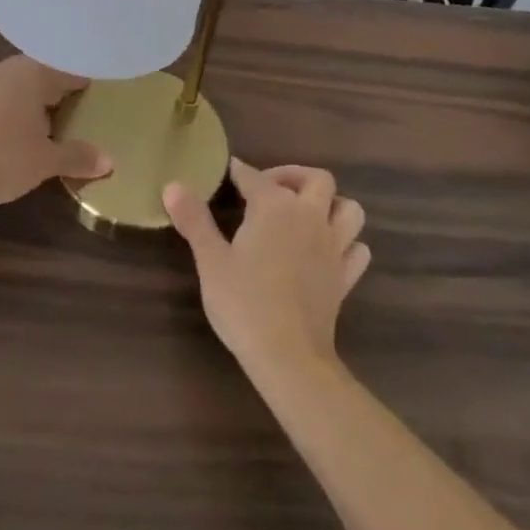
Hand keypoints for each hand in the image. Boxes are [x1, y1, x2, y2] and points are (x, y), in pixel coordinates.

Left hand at [0, 57, 107, 209]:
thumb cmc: (2, 157)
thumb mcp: (46, 160)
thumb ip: (78, 157)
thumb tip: (109, 162)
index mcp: (32, 72)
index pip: (68, 71)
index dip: (86, 84)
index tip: (103, 95)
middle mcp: (8, 69)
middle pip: (44, 75)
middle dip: (62, 93)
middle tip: (85, 110)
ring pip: (21, 86)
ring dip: (38, 103)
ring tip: (58, 124)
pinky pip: (4, 98)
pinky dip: (18, 111)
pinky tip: (25, 132)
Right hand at [165, 159, 370, 377]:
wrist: (289, 357)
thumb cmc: (244, 303)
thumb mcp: (211, 260)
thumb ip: (194, 220)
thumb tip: (172, 185)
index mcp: (274, 206)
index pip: (254, 176)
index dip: (239, 172)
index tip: (229, 173)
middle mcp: (309, 216)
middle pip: (317, 179)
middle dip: (294, 176)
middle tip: (270, 189)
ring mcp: (333, 246)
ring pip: (348, 209)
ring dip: (331, 205)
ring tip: (306, 214)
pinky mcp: (345, 276)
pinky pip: (357, 248)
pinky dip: (347, 243)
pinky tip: (328, 251)